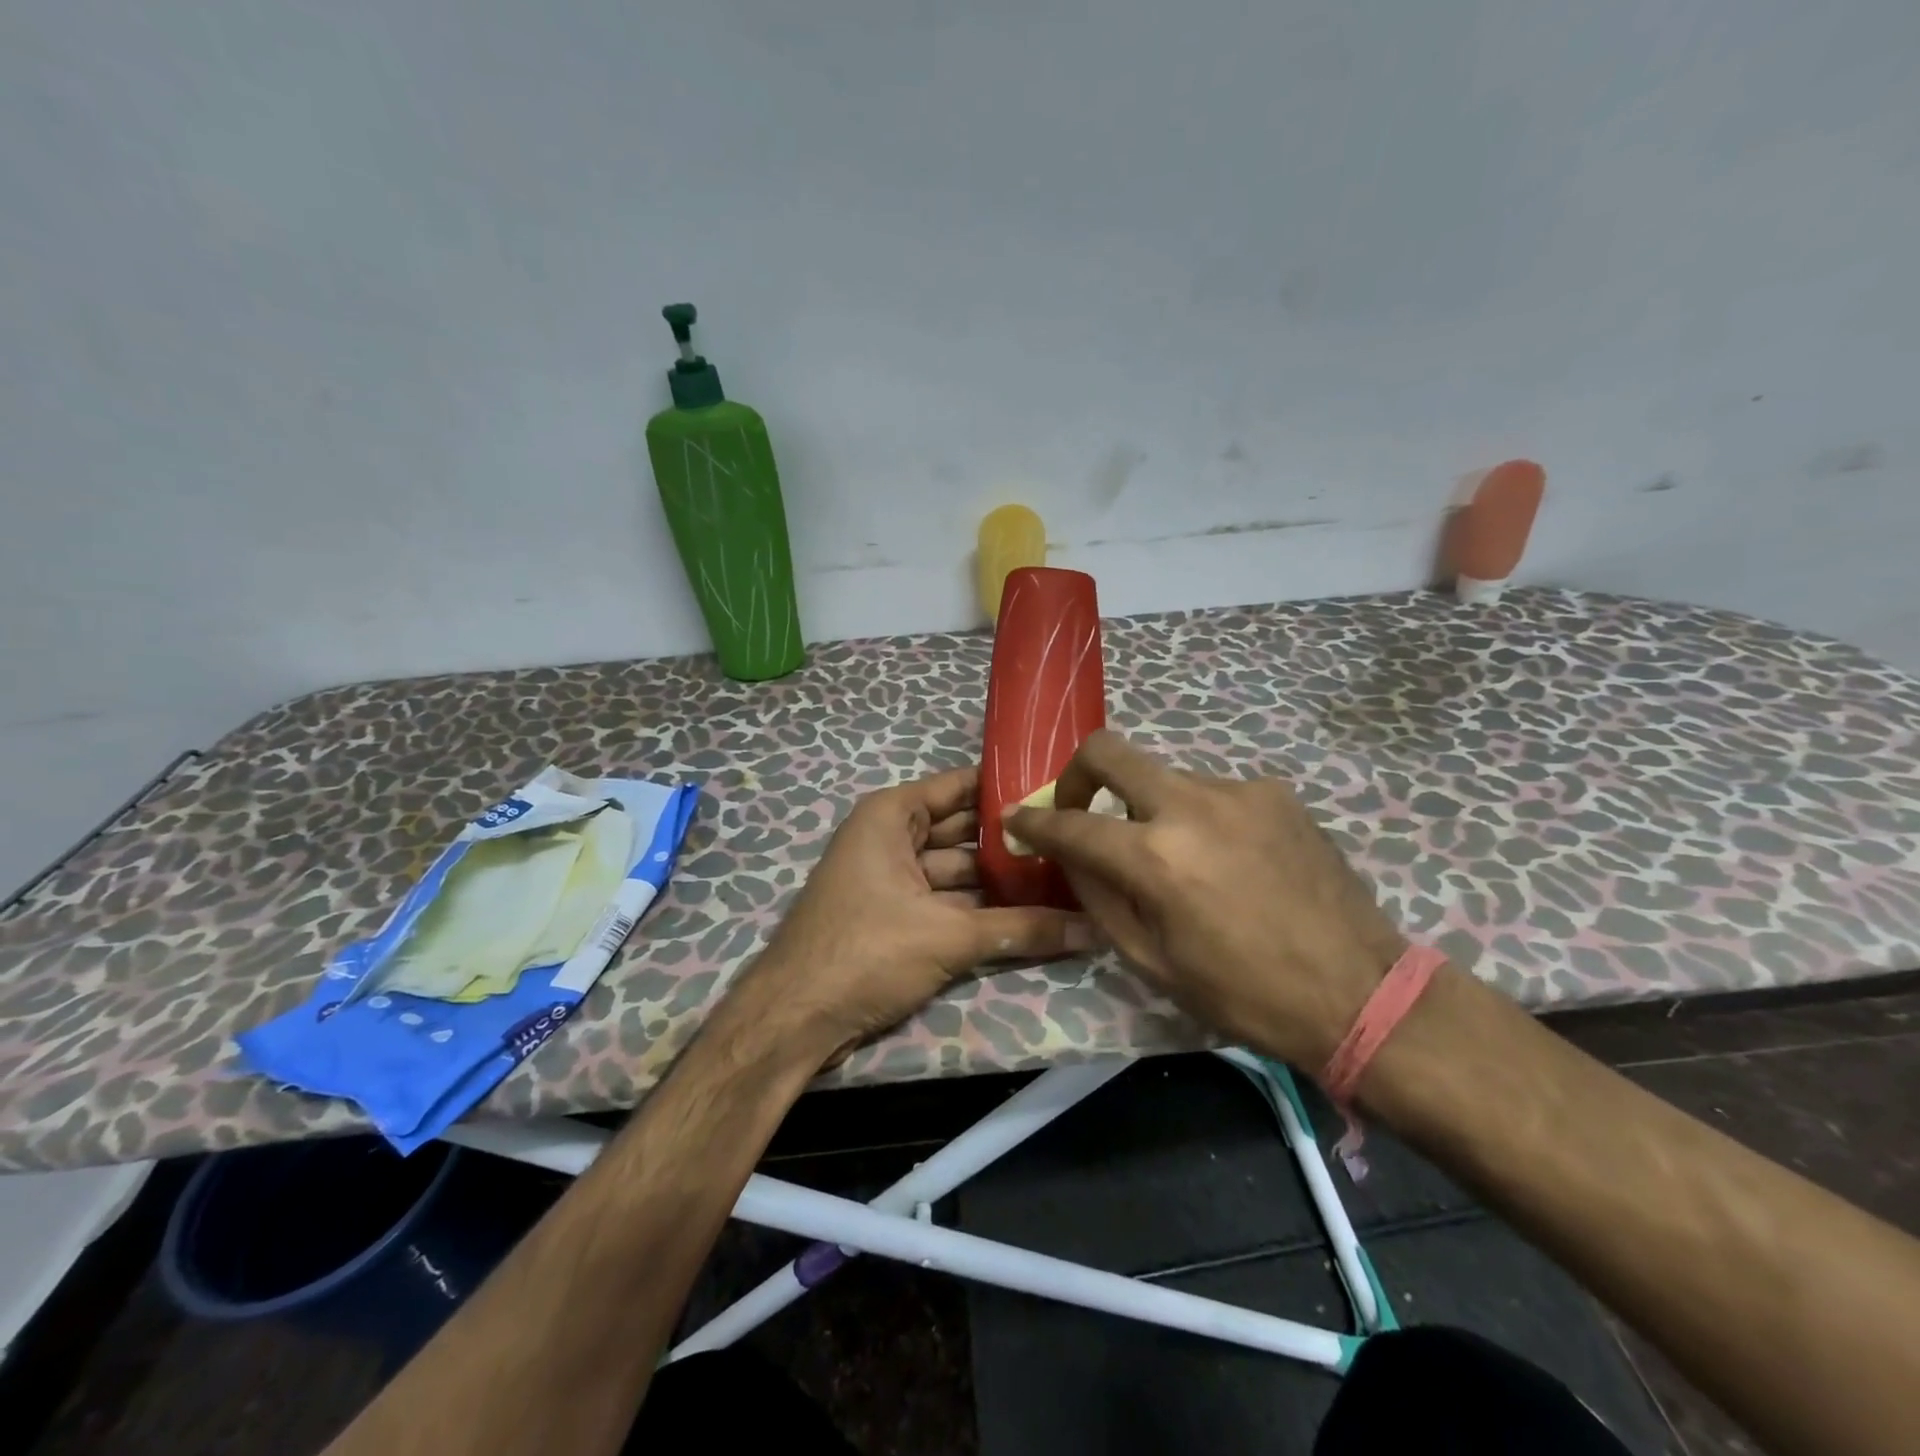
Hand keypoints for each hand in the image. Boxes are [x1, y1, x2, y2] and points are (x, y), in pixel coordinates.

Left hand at [744, 766, 1095, 1064]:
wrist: (794, 1020)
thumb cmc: (866, 952)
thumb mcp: (948, 936)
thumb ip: (1022, 929)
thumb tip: (1093, 929)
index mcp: (892, 815)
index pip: (961, 786)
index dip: (1008, 788)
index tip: (1059, 791)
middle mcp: (891, 837)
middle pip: (964, 830)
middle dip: (1012, 841)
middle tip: (1073, 842)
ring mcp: (892, 879)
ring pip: (958, 871)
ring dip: (1001, 880)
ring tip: (1064, 879)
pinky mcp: (896, 917)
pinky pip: (947, 901)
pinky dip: (981, 909)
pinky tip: (1029, 915)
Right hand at [1006, 730, 1404, 1068]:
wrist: (1359, 992)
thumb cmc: (1244, 994)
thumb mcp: (1152, 962)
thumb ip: (1099, 898)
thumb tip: (1069, 857)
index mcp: (1156, 858)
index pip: (1070, 824)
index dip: (1033, 822)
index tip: (1017, 820)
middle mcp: (1191, 805)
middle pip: (1108, 751)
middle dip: (1076, 774)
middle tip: (1078, 808)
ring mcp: (1238, 790)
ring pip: (1165, 778)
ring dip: (1149, 809)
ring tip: (1177, 859)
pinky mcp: (1275, 792)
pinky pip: (1213, 793)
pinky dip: (1200, 818)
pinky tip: (1228, 860)